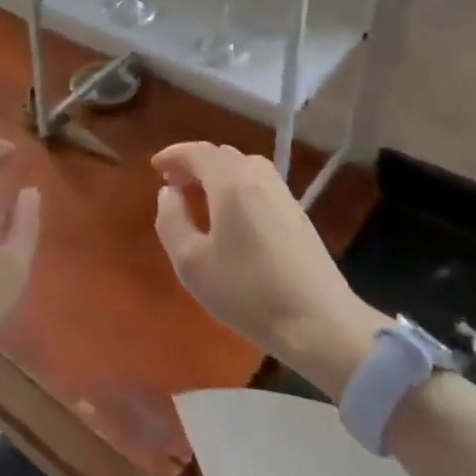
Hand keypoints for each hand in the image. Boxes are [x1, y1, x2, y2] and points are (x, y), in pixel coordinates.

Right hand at [153, 142, 386, 399]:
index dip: (173, 155)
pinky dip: (236, 187)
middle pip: (222, 155)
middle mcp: (259, 178)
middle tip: (173, 185)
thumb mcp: (191, 262)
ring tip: (200, 199)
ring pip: (243, 168)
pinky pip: (258, 184)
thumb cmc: (247, 292)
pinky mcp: (297, 214)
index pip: (198, 152)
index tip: (155, 167)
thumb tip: (169, 193)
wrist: (320, 323)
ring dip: (217, 175)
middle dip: (194, 164)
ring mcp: (283, 195)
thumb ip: (171, 220)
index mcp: (231, 183)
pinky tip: (230, 217)